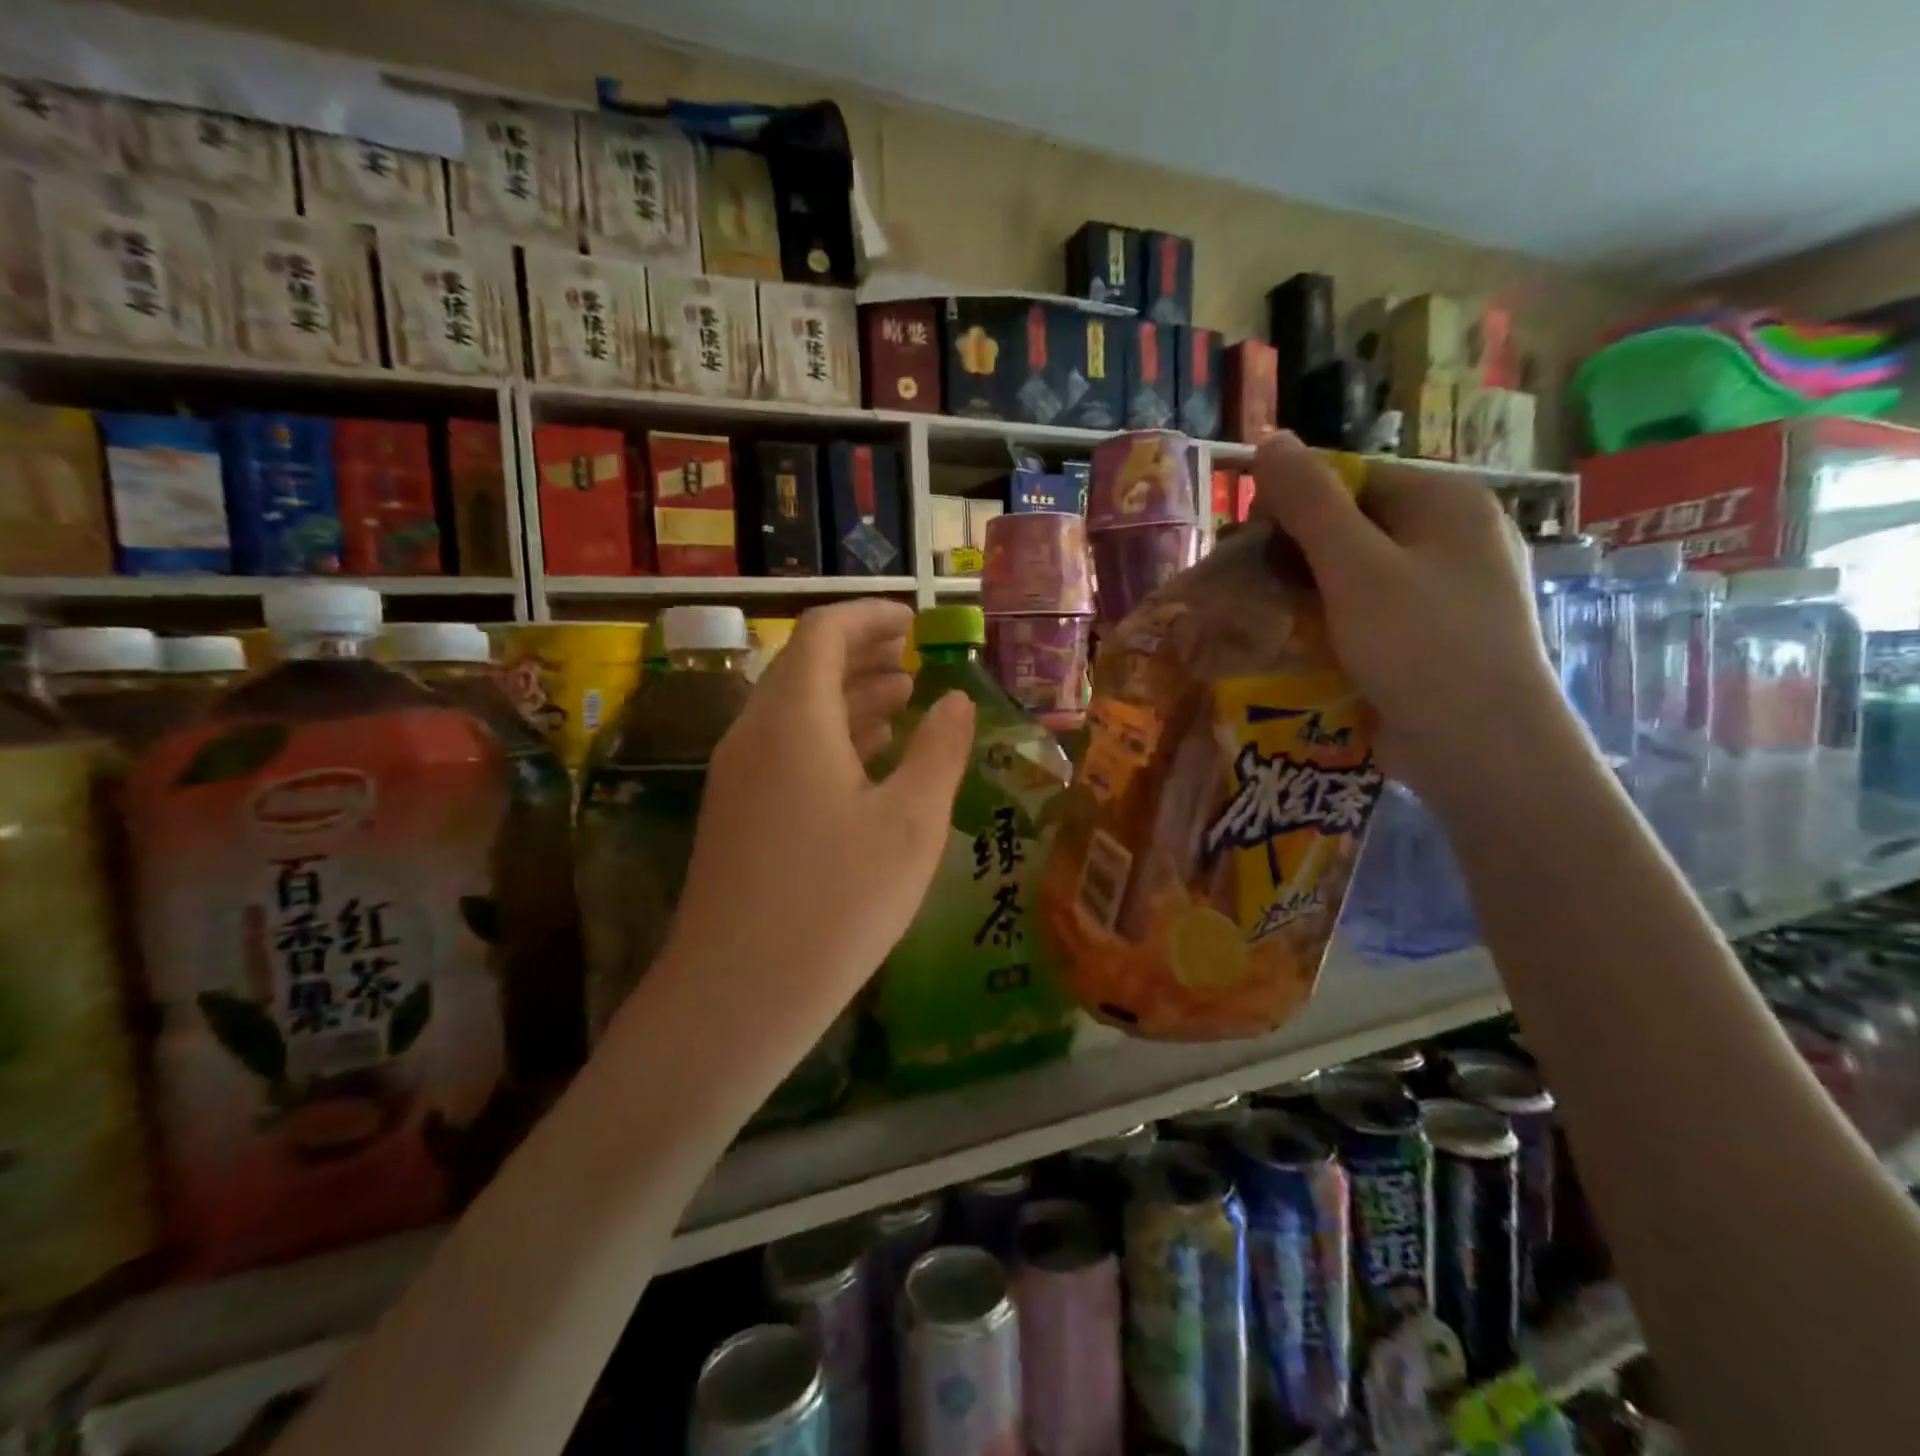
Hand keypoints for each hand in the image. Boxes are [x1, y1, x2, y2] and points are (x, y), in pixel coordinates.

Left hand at [654, 600, 975, 1035]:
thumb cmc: (836, 902)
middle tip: (915, 657)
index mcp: (794, 719)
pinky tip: (866, 760)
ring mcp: (738, 776)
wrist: (737, 995)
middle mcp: (755, 733)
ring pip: (795, 709)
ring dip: (847, 695)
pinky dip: (828, 736)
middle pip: (805, 665)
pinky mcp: (736, 814)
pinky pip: (784, 749)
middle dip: (862, 653)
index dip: (871, 617)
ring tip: (903, 699)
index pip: (824, 632)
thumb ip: (939, 751)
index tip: (916, 623)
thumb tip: (955, 700)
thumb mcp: (911, 823)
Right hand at [1251, 432, 1574, 801]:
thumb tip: (1270, 438)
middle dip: (1296, 552)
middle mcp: (1453, 537)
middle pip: (1353, 526)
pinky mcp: (1430, 636)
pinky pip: (1369, 612)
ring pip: (1356, 573)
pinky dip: (1332, 622)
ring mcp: (1446, 590)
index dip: (1293, 503)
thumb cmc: (1420, 645)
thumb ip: (1310, 503)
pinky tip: (1300, 645)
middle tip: (1249, 587)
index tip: (1247, 543)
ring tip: (1264, 619)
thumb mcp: (1356, 567)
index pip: (1352, 478)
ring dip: (1307, 591)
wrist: (1480, 747)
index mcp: (1446, 503)